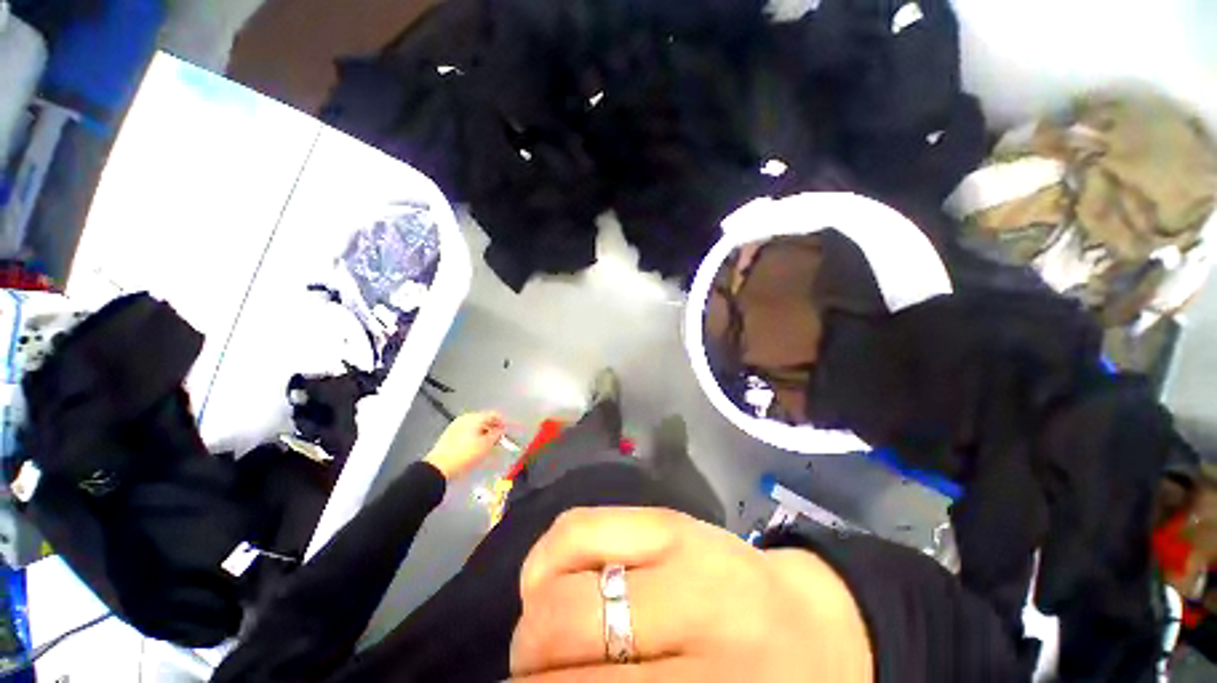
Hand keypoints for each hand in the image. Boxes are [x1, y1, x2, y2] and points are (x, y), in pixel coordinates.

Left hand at [424, 411, 506, 479]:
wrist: (439, 467)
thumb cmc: (466, 454)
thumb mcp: (486, 445)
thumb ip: (497, 434)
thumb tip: (502, 430)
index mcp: (475, 417)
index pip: (494, 415)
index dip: (504, 423)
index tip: (508, 432)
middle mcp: (465, 418)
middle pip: (485, 419)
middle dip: (494, 428)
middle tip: (500, 440)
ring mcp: (456, 425)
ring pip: (476, 426)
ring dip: (485, 433)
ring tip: (489, 445)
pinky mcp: (450, 435)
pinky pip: (468, 432)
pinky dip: (475, 437)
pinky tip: (477, 447)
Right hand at [510, 508, 871, 681]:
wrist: (816, 625)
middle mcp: (694, 604)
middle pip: (565, 629)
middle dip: (526, 665)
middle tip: (526, 682)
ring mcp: (678, 543)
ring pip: (561, 568)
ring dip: (533, 615)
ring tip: (541, 640)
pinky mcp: (666, 515)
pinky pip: (578, 527)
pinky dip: (547, 560)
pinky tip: (555, 586)